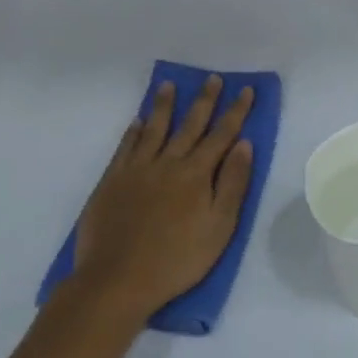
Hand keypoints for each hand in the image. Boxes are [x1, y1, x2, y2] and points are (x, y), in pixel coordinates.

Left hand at [72, 76, 255, 324]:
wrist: (117, 280)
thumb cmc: (177, 260)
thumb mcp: (219, 228)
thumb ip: (233, 184)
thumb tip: (245, 145)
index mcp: (196, 174)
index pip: (221, 135)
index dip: (235, 111)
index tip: (245, 90)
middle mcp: (167, 162)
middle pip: (189, 125)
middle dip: (204, 100)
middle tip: (212, 78)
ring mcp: (136, 170)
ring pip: (153, 129)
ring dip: (163, 106)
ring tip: (168, 85)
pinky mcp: (112, 181)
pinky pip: (125, 147)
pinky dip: (133, 132)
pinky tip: (136, 122)